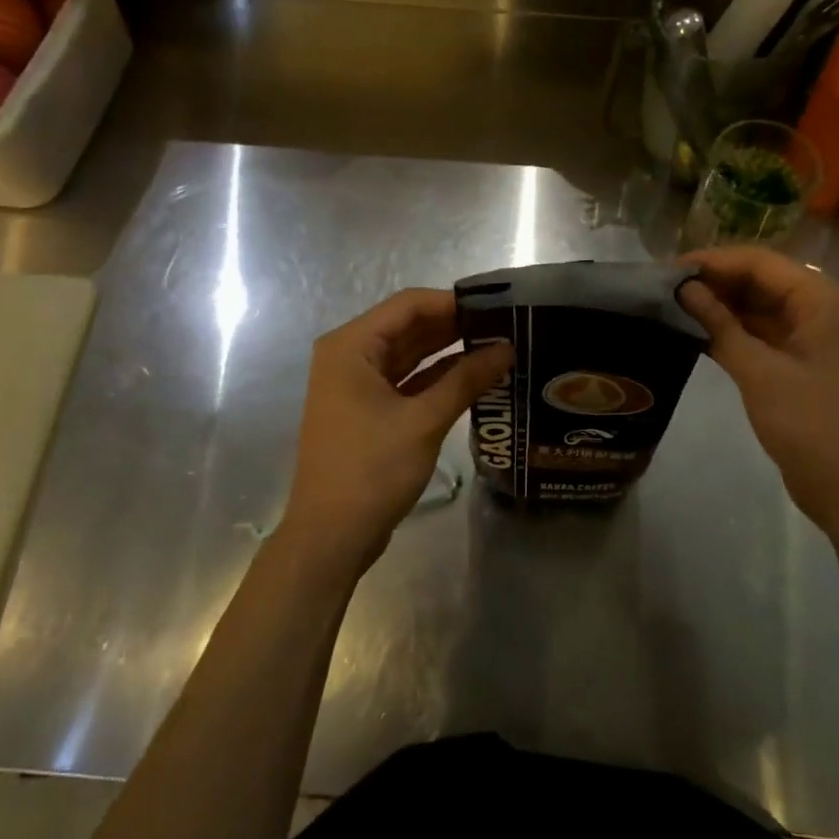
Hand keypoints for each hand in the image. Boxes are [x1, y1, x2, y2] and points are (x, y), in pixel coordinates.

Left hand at [278, 288, 511, 584]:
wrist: (331, 536)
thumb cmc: (371, 470)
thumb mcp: (424, 421)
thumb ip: (466, 379)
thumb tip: (507, 348)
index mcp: (351, 346)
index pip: (408, 305)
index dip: (453, 302)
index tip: (497, 307)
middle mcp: (350, 357)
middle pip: (408, 327)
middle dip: (454, 327)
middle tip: (505, 327)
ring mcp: (357, 385)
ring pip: (409, 355)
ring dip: (449, 352)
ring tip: (498, 348)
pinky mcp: (368, 410)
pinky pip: (407, 382)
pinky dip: (437, 379)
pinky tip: (475, 377)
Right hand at [678, 247, 838, 537]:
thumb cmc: (811, 425)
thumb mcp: (760, 373)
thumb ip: (720, 326)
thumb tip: (683, 289)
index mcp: (821, 300)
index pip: (760, 262)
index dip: (713, 261)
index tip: (668, 269)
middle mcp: (818, 309)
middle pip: (760, 280)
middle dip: (714, 281)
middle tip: (663, 288)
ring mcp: (809, 337)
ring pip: (757, 306)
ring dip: (719, 305)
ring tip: (670, 305)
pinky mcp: (798, 362)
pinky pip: (759, 332)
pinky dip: (729, 330)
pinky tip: (693, 331)